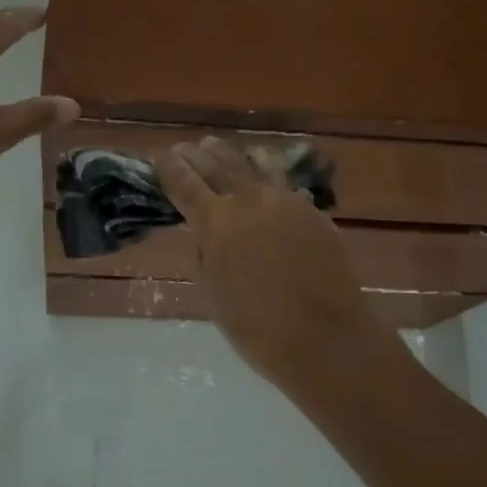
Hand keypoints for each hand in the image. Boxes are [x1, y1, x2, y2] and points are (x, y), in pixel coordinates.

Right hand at [158, 136, 393, 390]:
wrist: (325, 338)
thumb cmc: (258, 329)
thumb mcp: (214, 294)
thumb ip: (206, 254)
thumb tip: (206, 232)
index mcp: (217, 223)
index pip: (185, 184)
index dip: (170, 168)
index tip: (161, 157)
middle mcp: (250, 201)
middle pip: (219, 165)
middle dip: (198, 154)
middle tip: (186, 147)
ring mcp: (287, 202)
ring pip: (256, 164)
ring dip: (234, 155)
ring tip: (221, 148)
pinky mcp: (313, 211)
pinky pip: (285, 182)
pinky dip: (268, 172)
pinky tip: (265, 172)